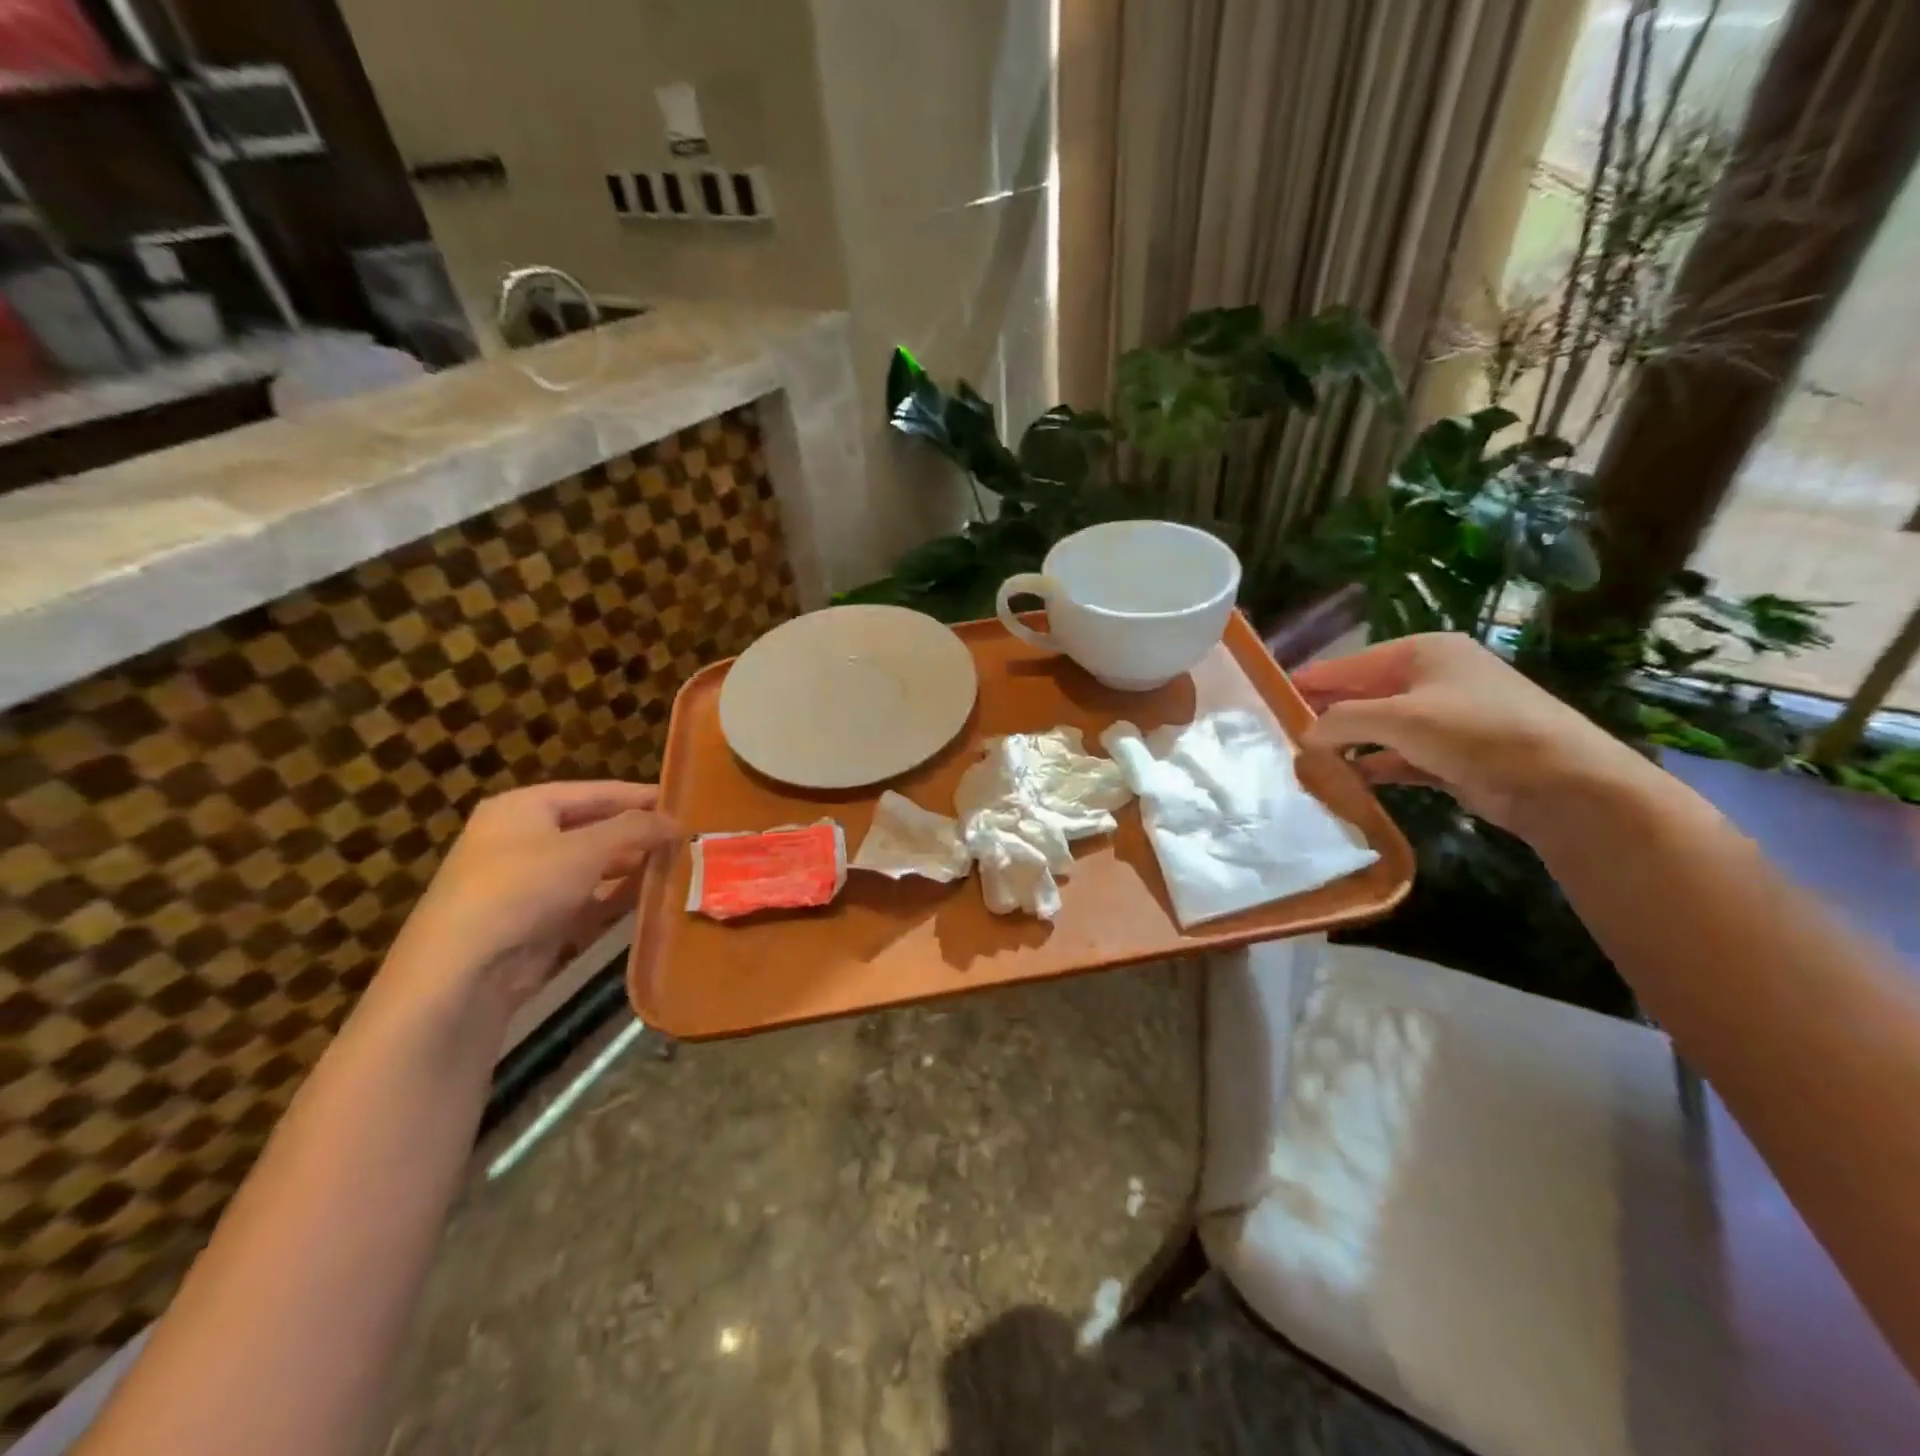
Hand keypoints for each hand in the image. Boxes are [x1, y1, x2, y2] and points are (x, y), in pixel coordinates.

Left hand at [383, 781, 679, 1013]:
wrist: (463, 971)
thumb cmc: (522, 888)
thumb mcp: (586, 849)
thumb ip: (635, 829)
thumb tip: (676, 821)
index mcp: (523, 808)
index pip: (594, 791)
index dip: (639, 796)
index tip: (683, 801)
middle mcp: (522, 839)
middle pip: (594, 828)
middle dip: (639, 834)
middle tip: (686, 837)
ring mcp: (529, 884)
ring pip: (593, 867)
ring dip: (633, 868)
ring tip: (679, 865)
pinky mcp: (538, 922)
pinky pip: (588, 901)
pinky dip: (617, 898)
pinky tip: (653, 898)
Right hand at [1293, 634, 1649, 834]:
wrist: (1560, 781)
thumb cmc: (1474, 731)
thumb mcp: (1399, 719)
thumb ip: (1342, 721)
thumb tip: (1304, 735)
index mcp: (1421, 652)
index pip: (1349, 665)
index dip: (1311, 682)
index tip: (1270, 700)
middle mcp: (1432, 678)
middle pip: (1363, 695)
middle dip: (1327, 716)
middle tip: (1284, 736)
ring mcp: (1444, 717)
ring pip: (1379, 728)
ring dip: (1348, 745)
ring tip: (1307, 762)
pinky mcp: (1452, 754)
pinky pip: (1398, 756)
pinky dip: (1374, 767)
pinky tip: (1347, 781)